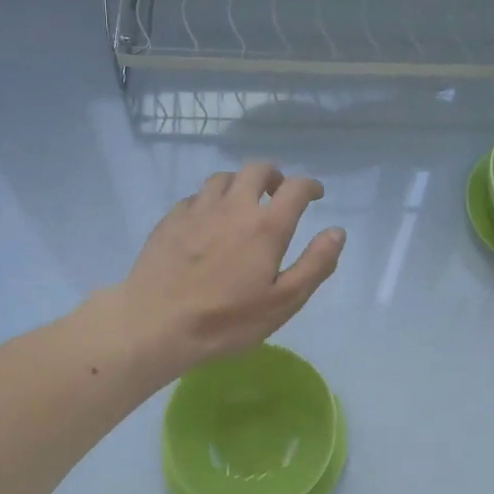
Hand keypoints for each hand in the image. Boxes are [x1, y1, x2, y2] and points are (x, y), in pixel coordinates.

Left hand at [117, 162, 345, 374]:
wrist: (156, 323)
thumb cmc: (227, 319)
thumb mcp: (283, 301)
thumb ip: (315, 264)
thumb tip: (337, 232)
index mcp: (266, 225)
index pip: (295, 187)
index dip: (310, 186)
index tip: (315, 194)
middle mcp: (233, 206)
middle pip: (257, 170)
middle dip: (274, 176)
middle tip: (278, 193)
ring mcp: (197, 209)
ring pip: (224, 178)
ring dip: (240, 184)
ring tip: (243, 203)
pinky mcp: (170, 219)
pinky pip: (196, 197)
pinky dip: (210, 201)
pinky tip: (208, 221)